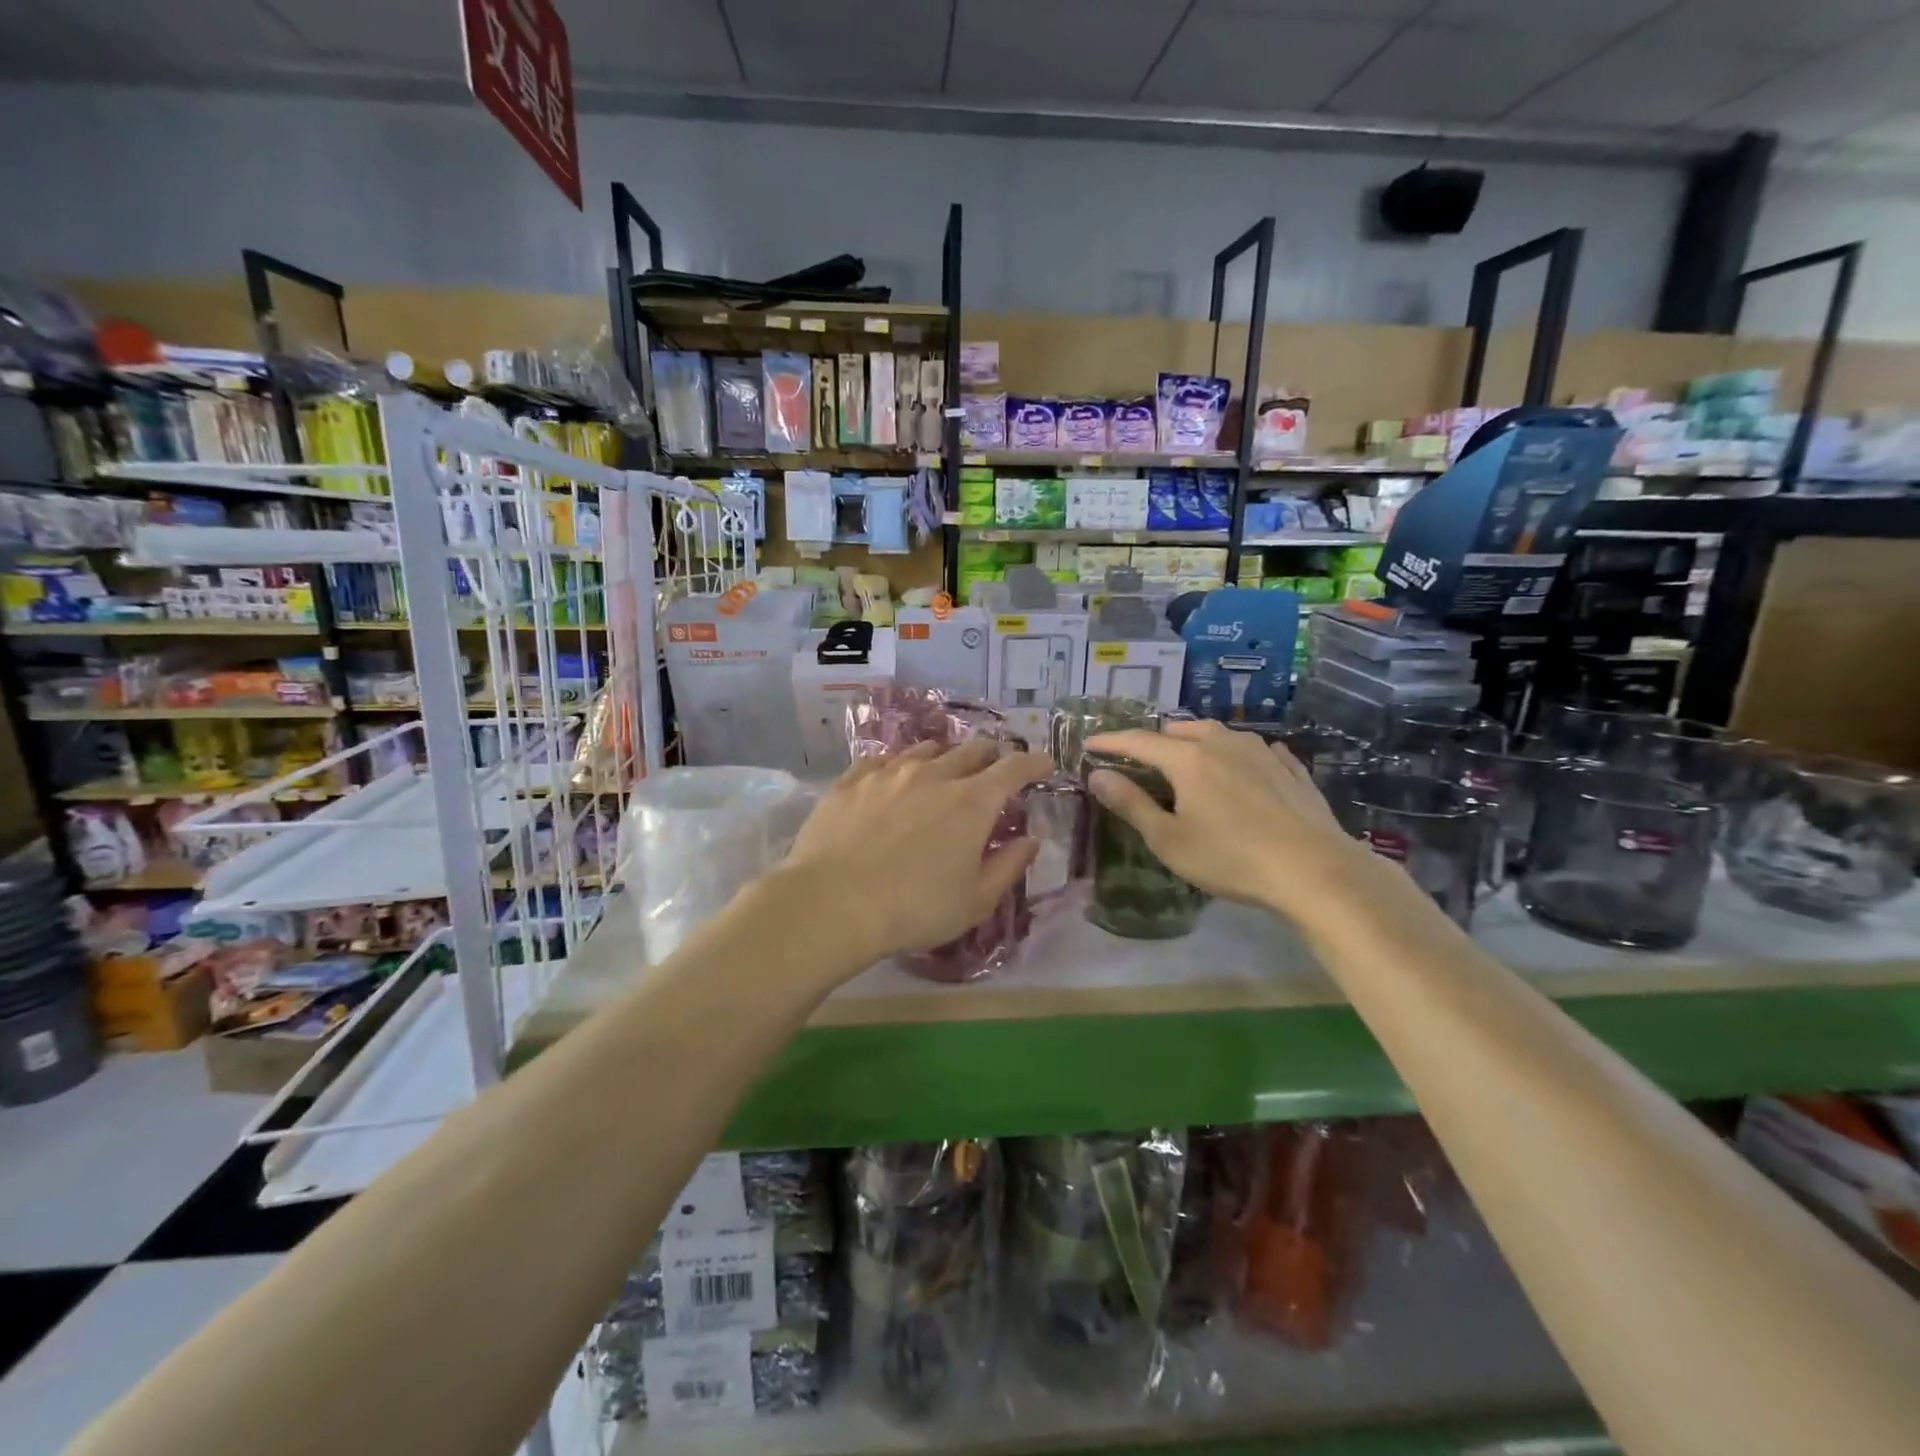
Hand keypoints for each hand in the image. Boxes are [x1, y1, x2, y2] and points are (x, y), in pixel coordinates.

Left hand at [780, 741, 1051, 967]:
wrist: (832, 903)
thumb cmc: (914, 909)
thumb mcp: (975, 900)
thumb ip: (1009, 864)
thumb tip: (1031, 839)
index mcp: (972, 802)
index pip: (1014, 768)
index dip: (1034, 762)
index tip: (1045, 762)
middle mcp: (934, 775)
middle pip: (972, 749)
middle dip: (991, 754)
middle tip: (995, 767)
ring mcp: (889, 773)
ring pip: (926, 750)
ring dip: (945, 756)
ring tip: (945, 769)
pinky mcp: (851, 780)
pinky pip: (882, 760)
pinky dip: (899, 764)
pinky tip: (893, 777)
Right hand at [1086, 719, 1391, 924]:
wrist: (1315, 870)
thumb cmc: (1231, 858)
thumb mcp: (1170, 839)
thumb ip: (1131, 804)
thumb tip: (1098, 776)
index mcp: (1188, 759)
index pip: (1139, 741)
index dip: (1111, 742)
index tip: (1090, 744)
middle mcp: (1223, 744)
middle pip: (1181, 730)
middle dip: (1155, 739)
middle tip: (1140, 757)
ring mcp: (1262, 752)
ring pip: (1219, 734)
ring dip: (1196, 740)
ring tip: (1188, 756)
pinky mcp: (1291, 769)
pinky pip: (1256, 750)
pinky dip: (1238, 754)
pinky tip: (1245, 765)